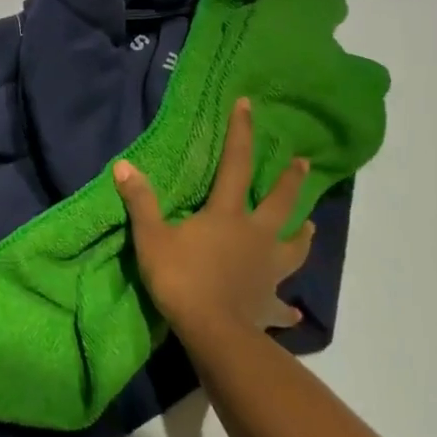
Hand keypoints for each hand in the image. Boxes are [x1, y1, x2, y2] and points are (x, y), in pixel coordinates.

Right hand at [113, 97, 315, 345]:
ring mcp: (267, 271)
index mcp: (227, 215)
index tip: (250, 106)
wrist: (213, 331)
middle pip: (279, 203)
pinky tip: (294, 313)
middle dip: (290, 181)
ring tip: (311, 227)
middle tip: (304, 163)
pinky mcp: (268, 304)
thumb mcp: (152, 237)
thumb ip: (140, 202)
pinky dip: (287, 309)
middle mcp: (255, 236)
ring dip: (303, 237)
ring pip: (293, 248)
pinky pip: (281, 306)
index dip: (241, 133)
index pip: (235, 165)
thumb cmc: (182, 279)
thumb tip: (124, 166)